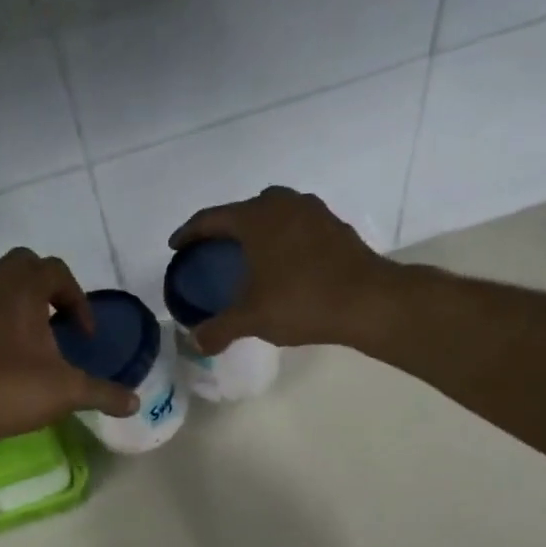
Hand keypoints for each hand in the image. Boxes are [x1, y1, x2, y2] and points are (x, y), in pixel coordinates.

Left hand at [0, 249, 137, 449]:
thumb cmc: (6, 390)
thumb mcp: (65, 393)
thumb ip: (103, 394)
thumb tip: (135, 402)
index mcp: (21, 291)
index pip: (55, 270)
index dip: (78, 299)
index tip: (85, 336)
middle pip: (23, 265)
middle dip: (48, 287)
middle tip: (60, 323)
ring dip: (23, 306)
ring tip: (38, 344)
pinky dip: (1, 324)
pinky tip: (9, 361)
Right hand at [168, 186, 391, 353]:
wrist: (368, 300)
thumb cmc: (302, 301)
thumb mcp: (253, 318)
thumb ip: (220, 329)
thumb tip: (196, 342)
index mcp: (256, 217)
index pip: (211, 219)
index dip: (189, 233)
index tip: (177, 247)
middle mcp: (282, 204)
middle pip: (243, 210)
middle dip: (225, 229)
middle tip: (213, 253)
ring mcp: (313, 211)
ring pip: (274, 214)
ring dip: (258, 232)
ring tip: (249, 258)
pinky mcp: (335, 226)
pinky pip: (297, 226)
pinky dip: (283, 239)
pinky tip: (284, 265)